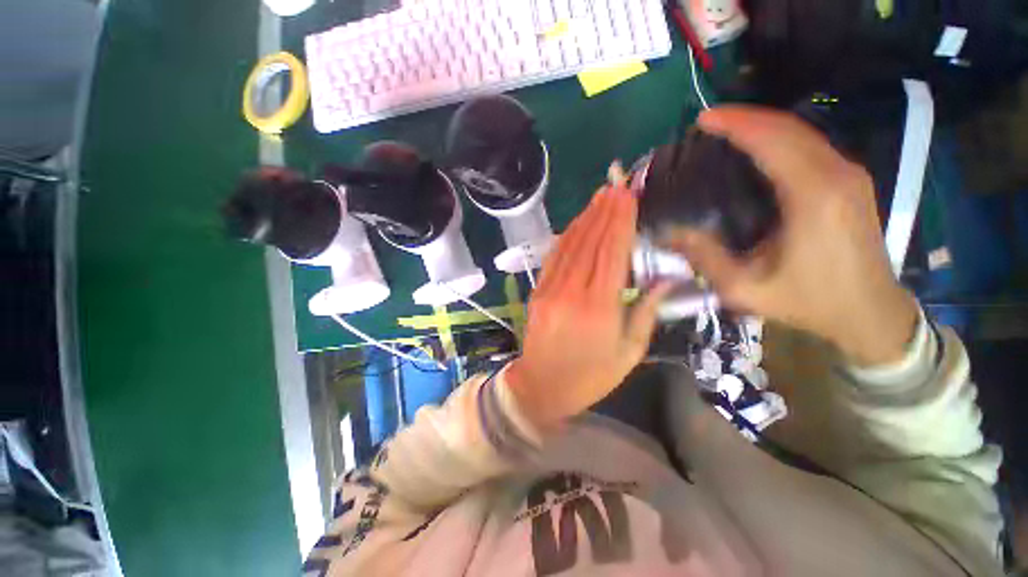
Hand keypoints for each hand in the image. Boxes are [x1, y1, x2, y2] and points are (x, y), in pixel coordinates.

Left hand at [506, 169, 669, 430]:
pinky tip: (578, 222)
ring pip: (571, 245)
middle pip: (591, 242)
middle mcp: (572, 292)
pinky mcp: (538, 291)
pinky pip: (554, 256)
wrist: (541, 387)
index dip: (621, 221)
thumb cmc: (590, 377)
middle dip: (605, 210)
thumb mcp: (628, 354)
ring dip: (587, 217)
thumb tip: (664, 279)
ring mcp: (550, 289)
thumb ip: (645, 313)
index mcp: (599, 308)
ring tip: (601, 195)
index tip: (629, 195)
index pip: (612, 253)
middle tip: (617, 183)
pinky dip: (567, 236)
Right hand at [668, 106, 917, 366]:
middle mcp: (837, 175)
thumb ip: (704, 257)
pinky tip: (758, 146)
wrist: (869, 313)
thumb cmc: (808, 302)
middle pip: (789, 128)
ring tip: (727, 129)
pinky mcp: (850, 182)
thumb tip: (668, 233)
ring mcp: (849, 175)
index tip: (703, 119)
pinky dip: (780, 138)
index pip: (773, 142)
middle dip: (746, 118)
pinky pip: (811, 146)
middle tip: (708, 121)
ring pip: (802, 133)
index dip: (737, 125)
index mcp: (813, 197)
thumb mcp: (744, 288)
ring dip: (763, 125)